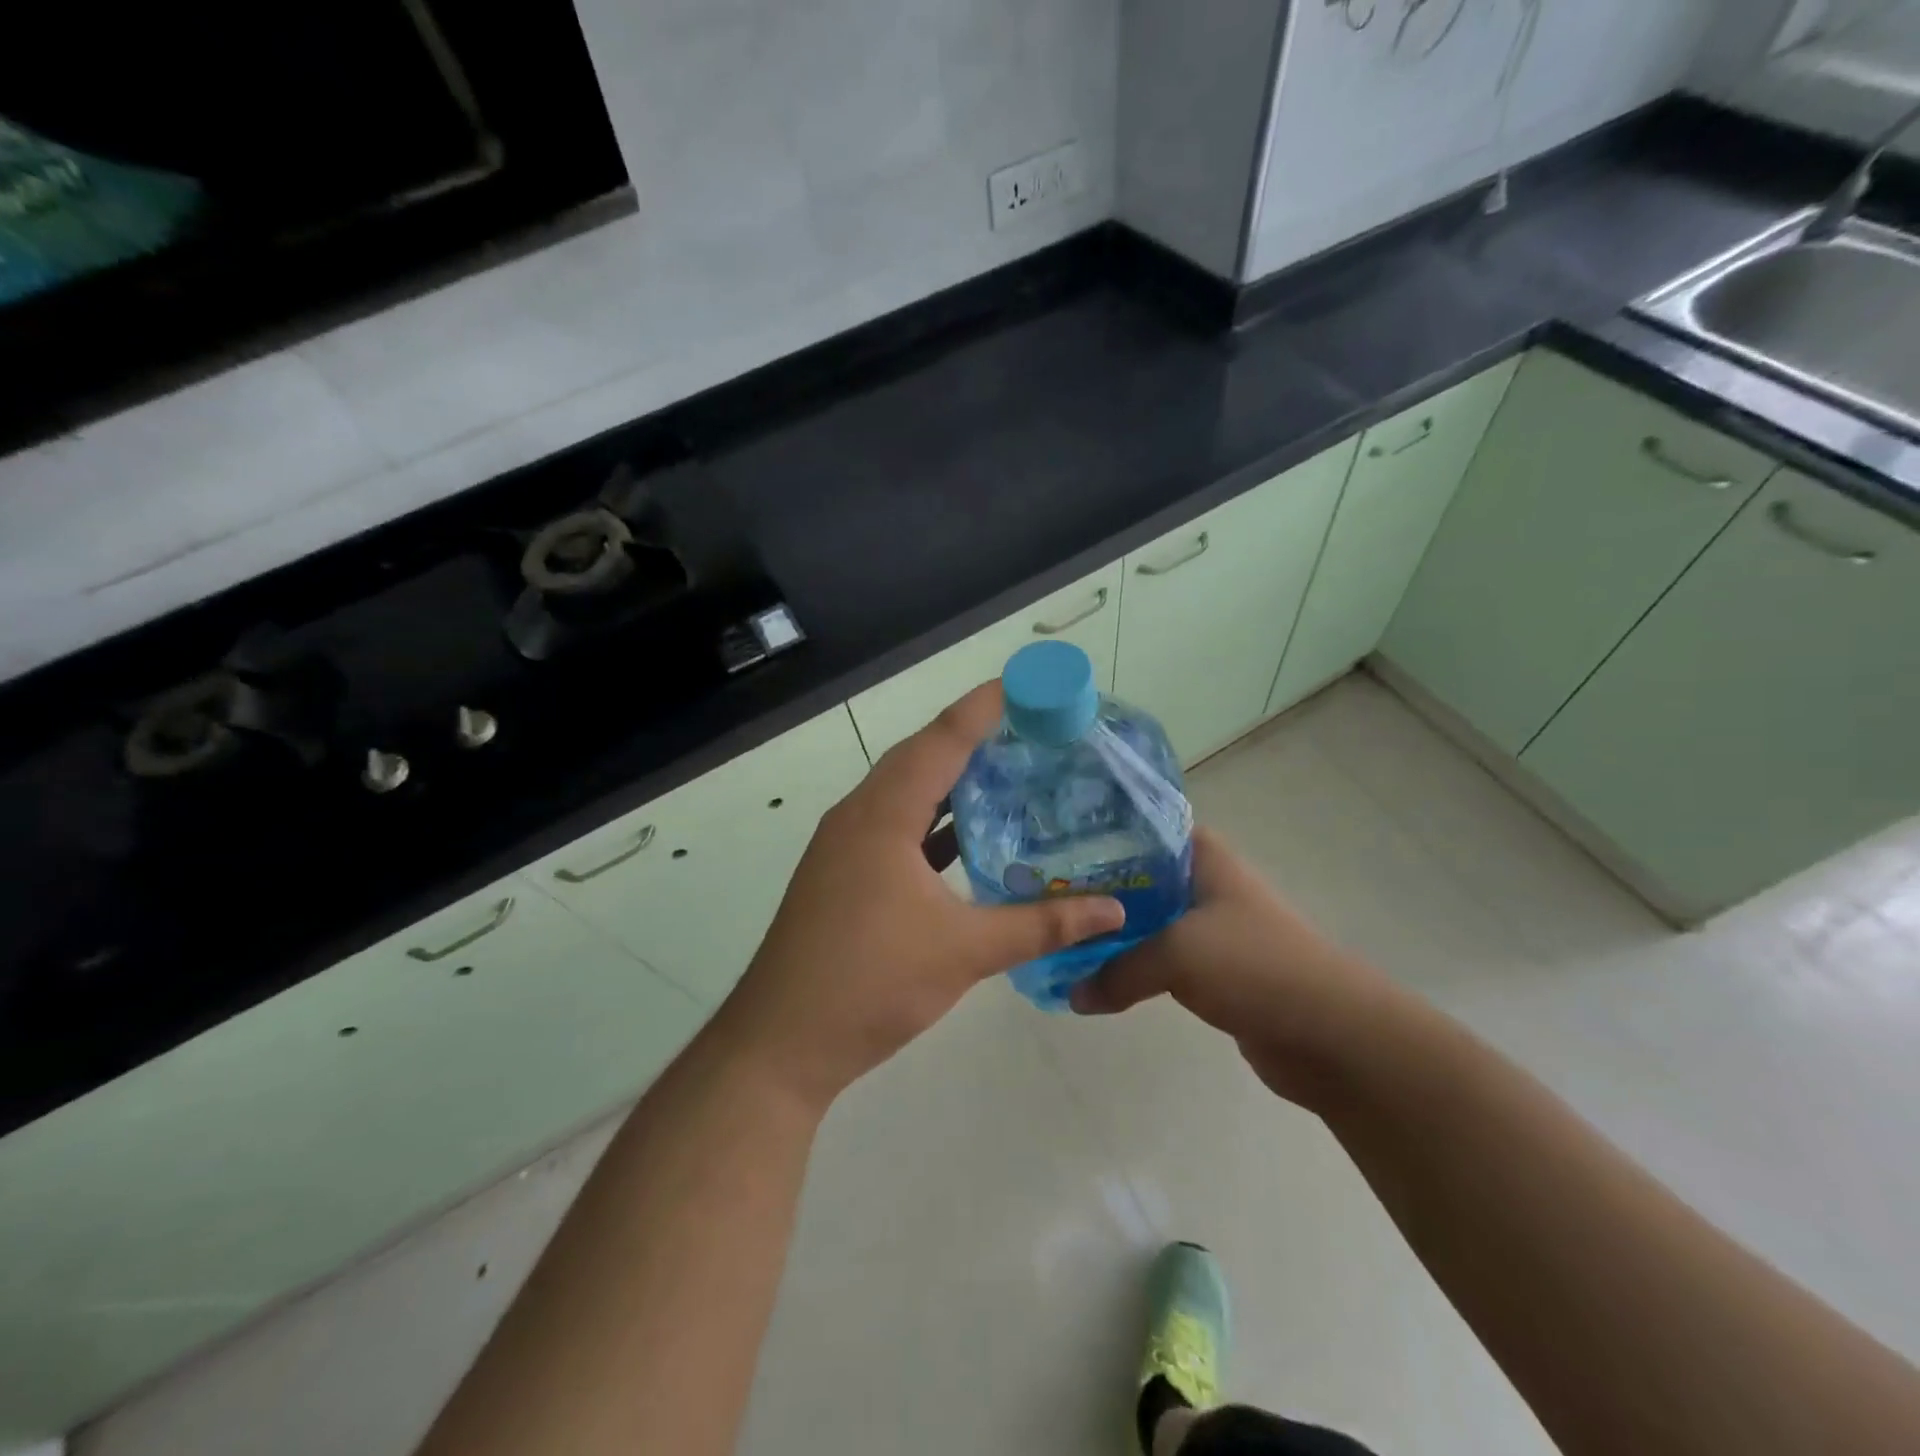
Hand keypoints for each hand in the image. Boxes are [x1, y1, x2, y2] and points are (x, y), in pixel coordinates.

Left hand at [715, 683, 1125, 1111]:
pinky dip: (934, 823)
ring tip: (1008, 773)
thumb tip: (1113, 909)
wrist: (781, 1044)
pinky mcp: (843, 875)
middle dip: (973, 738)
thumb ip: (1041, 925)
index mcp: (883, 815)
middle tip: (1030, 730)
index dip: (983, 708)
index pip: (940, 741)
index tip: (1026, 685)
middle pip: (920, 758)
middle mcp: (859, 816)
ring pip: (906, 794)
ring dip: (952, 781)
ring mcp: (845, 846)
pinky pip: (896, 828)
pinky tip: (969, 838)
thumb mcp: (964, 951)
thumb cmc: (871, 983)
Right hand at [1069, 828, 1398, 1104]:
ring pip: (1145, 919)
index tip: (1050, 846)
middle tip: (1040, 895)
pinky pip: (1158, 959)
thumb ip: (1116, 970)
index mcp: (1202, 855)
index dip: (1096, 833)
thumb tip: (1072, 995)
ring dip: (1109, 932)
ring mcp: (1209, 926)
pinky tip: (1094, 974)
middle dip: (1093, 888)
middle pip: (1136, 875)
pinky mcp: (1212, 969)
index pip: (1139, 826)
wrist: (1332, 1034)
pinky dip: (1130, 965)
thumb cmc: (1254, 966)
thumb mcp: (1176, 955)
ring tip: (1057, 934)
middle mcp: (1203, 882)